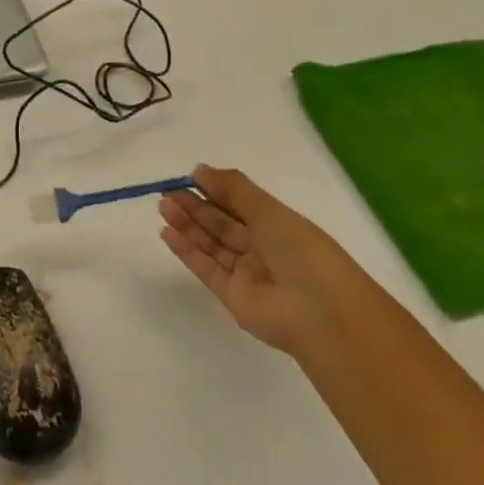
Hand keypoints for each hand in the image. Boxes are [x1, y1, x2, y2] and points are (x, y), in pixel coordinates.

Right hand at [159, 164, 371, 353]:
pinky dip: (186, 250)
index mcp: (279, 226)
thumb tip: (200, 170)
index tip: (189, 177)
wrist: (320, 314)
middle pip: (222, 224)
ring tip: (163, 206)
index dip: (216, 190)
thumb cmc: (302, 252)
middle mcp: (263, 248)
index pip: (241, 204)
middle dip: (195, 207)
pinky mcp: (231, 296)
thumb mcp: (270, 211)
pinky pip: (205, 268)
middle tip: (167, 192)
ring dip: (187, 225)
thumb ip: (233, 189)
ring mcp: (246, 273)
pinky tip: (167, 233)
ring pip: (211, 244)